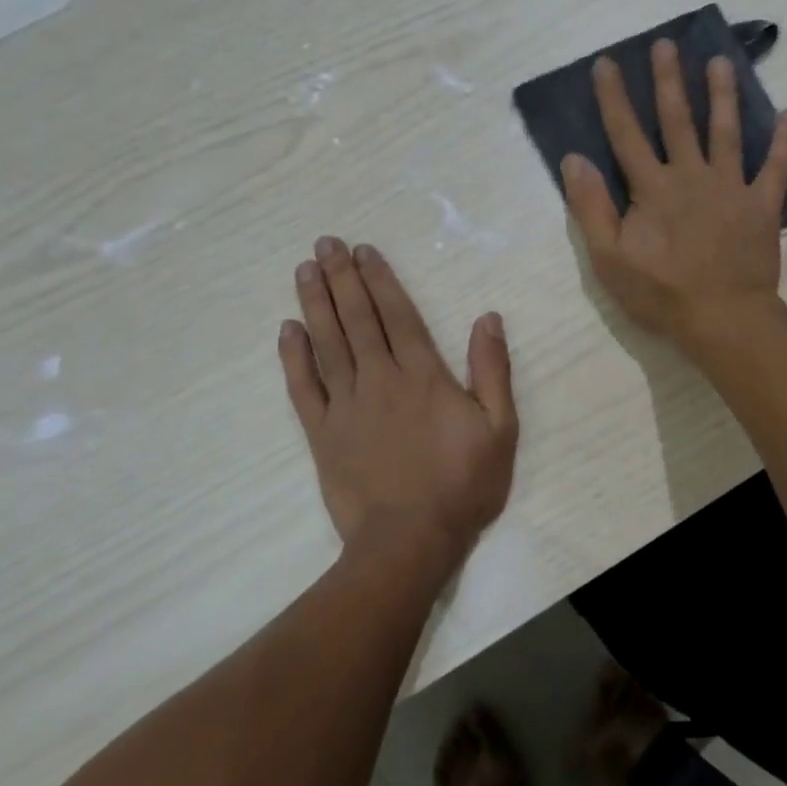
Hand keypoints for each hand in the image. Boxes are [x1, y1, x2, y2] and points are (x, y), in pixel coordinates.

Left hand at [280, 238, 518, 573]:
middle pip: (357, 319)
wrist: (410, 541)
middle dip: (342, 278)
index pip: (397, 315)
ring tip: (304, 270)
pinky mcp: (322, 434)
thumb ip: (492, 370)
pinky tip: (287, 330)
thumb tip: (487, 318)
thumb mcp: (500, 428)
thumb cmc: (463, 484)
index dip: (379, 280)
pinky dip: (293, 358)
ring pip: (327, 344)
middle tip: (324, 244)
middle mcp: (380, 379)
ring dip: (315, 304)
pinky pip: (303, 388)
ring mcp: (346, 406)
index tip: (363, 250)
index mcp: (423, 375)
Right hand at [562, 38, 786, 356]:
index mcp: (652, 188)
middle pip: (677, 120)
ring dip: (722, 95)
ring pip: (726, 132)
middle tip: (666, 44)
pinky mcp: (762, 206)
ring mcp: (731, 188)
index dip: (614, 98)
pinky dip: (785, 142)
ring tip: (721, 63)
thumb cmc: (661, 294)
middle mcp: (691, 176)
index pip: (626, 134)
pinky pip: (776, 168)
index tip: (607, 63)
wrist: (724, 320)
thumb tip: (574, 159)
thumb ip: (591, 208)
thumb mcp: (609, 258)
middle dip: (669, 80)